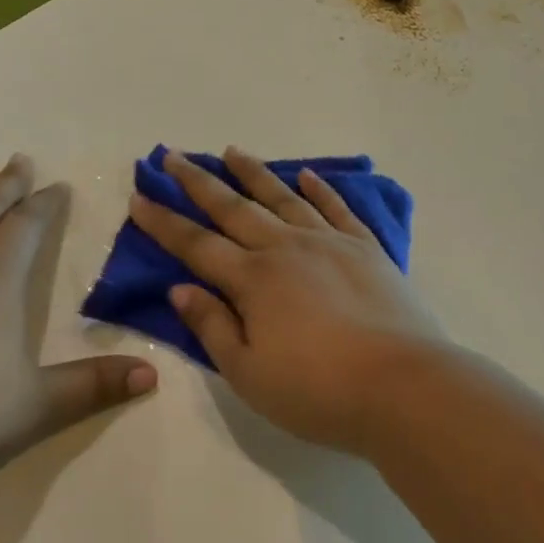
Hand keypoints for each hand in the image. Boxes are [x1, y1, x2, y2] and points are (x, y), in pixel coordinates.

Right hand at [128, 147, 447, 453]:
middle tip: (174, 156)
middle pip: (235, 208)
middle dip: (199, 182)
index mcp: (254, 280)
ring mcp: (330, 243)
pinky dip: (319, 189)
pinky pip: (337, 209)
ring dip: (254, 173)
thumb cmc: (319, 390)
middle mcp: (287, 248)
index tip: (139, 197)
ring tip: (232, 152)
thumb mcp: (249, 373)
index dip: (164, 223)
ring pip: (283, 198)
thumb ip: (213, 326)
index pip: (197, 245)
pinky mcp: (366, 249)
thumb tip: (181, 288)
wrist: (404, 385)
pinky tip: (305, 176)